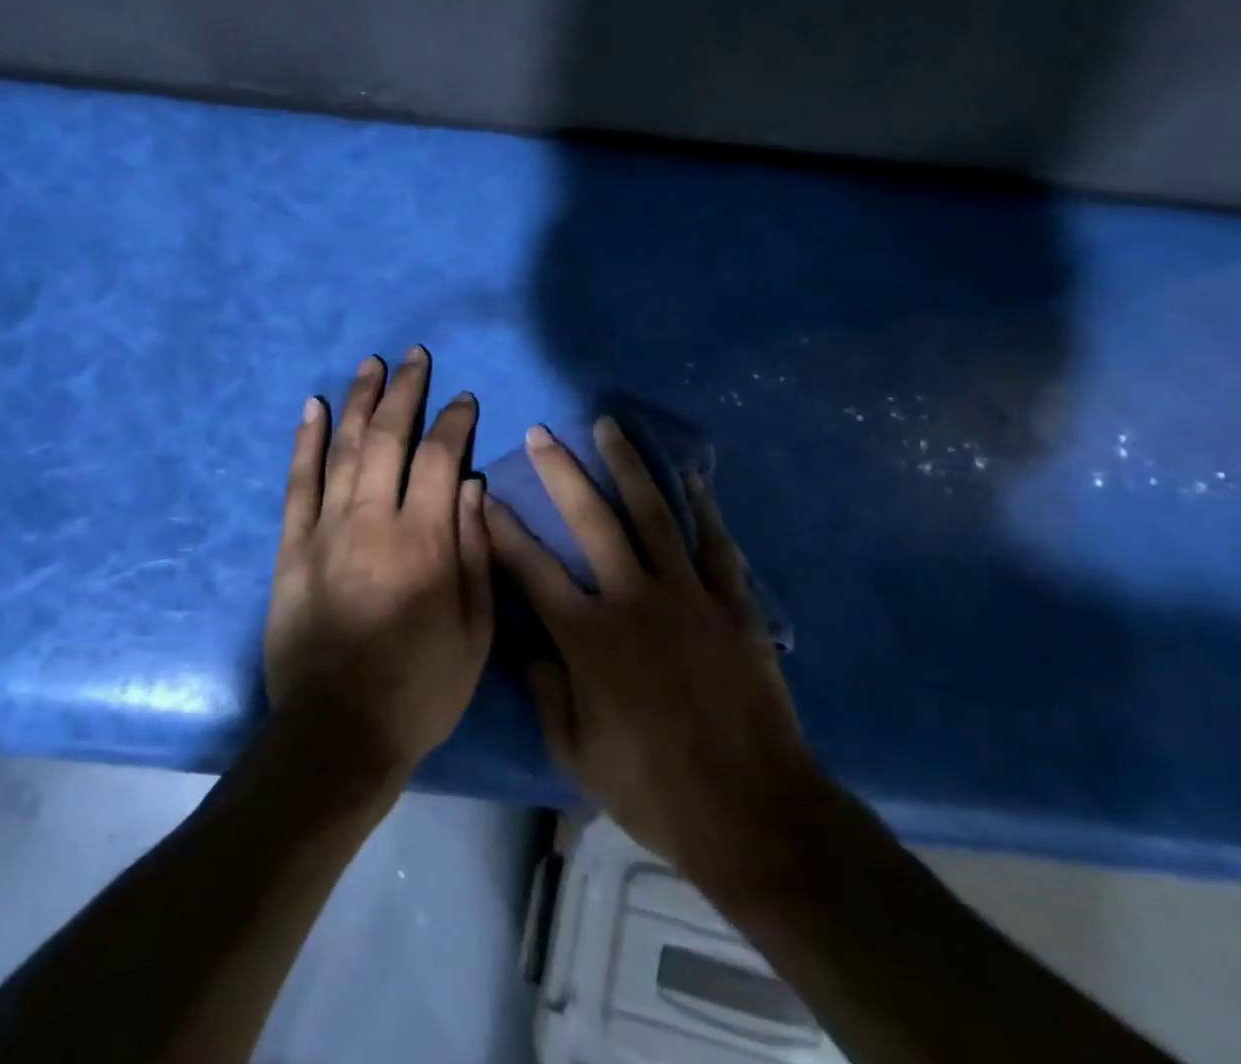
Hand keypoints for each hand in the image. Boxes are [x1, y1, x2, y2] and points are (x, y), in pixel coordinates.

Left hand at [265, 347, 493, 785]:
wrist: (336, 732)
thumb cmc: (419, 688)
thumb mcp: (474, 631)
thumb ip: (474, 552)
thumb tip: (473, 486)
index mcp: (424, 540)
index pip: (442, 458)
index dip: (454, 421)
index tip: (462, 399)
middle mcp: (373, 520)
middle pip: (387, 437)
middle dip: (404, 391)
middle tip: (414, 356)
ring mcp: (325, 529)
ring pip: (342, 447)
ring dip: (358, 400)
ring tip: (370, 364)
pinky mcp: (291, 546)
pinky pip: (297, 482)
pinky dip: (304, 440)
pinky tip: (312, 407)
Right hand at [488, 418, 832, 904]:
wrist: (754, 814)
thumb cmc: (654, 790)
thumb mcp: (576, 754)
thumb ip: (546, 693)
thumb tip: (531, 647)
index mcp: (587, 638)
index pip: (531, 568)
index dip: (504, 528)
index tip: (486, 494)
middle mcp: (632, 600)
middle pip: (590, 520)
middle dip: (560, 472)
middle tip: (542, 434)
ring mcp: (687, 596)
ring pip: (652, 514)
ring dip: (627, 466)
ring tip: (609, 426)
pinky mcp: (731, 604)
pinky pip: (714, 543)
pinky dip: (703, 505)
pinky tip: (690, 473)